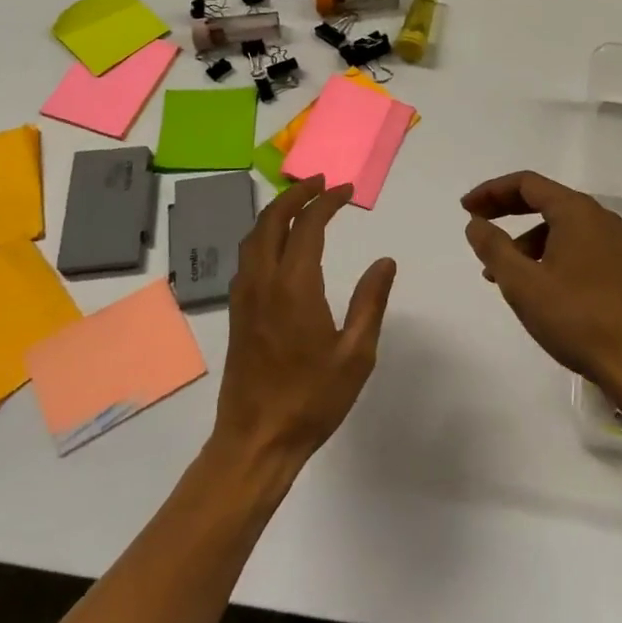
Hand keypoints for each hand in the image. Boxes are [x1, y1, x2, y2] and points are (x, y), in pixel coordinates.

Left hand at [212, 177, 394, 472]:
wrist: (255, 440)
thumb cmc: (311, 399)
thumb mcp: (356, 354)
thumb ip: (370, 302)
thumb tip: (385, 261)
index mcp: (294, 286)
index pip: (307, 225)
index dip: (327, 201)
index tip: (346, 190)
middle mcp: (263, 281)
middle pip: (271, 219)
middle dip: (295, 194)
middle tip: (320, 183)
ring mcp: (244, 295)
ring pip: (253, 235)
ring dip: (275, 211)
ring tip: (300, 202)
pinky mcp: (236, 311)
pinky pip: (247, 255)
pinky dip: (263, 233)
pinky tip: (278, 244)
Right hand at [462, 171, 621, 407]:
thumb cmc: (577, 319)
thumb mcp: (523, 284)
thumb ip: (494, 248)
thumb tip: (475, 223)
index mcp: (576, 212)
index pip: (526, 184)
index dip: (491, 191)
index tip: (466, 208)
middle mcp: (598, 218)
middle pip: (543, 199)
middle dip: (505, 210)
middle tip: (476, 224)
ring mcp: (612, 243)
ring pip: (558, 226)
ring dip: (524, 239)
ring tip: (498, 273)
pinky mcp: (618, 267)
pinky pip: (574, 245)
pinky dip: (546, 253)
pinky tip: (532, 285)